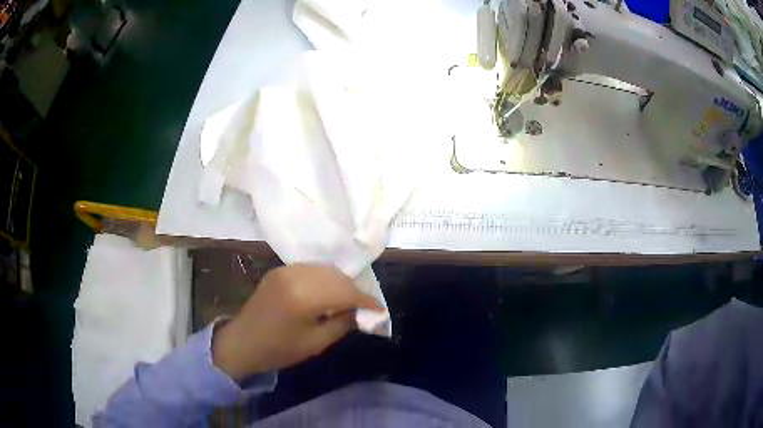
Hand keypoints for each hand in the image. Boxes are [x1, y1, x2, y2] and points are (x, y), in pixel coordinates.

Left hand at [212, 264, 382, 380]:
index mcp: (304, 296)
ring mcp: (285, 270)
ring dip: (340, 282)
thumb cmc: (278, 349)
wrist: (242, 343)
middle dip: (355, 290)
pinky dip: (324, 279)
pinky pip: (311, 269)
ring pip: (325, 269)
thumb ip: (342, 324)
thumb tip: (360, 312)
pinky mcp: (279, 270)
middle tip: (365, 307)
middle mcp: (295, 275)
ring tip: (348, 300)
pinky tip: (327, 292)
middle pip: (337, 276)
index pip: (345, 292)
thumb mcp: (316, 343)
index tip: (379, 310)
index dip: (366, 300)